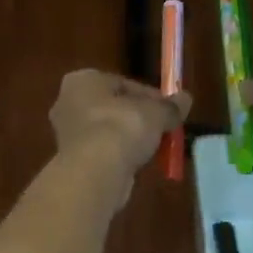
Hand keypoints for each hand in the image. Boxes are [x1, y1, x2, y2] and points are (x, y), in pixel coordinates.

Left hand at [50, 71, 190, 196]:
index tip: (168, 110)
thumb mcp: (156, 113)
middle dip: (138, 118)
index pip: (123, 83)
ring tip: (153, 149)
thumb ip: (171, 106)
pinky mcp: (70, 159)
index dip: (150, 97)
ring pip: (107, 131)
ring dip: (128, 139)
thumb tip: (186, 98)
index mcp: (83, 80)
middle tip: (162, 129)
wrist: (95, 172)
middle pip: (113, 107)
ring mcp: (66, 133)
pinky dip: (118, 156)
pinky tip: (136, 164)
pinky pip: (101, 152)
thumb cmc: (122, 127)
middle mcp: (67, 102)